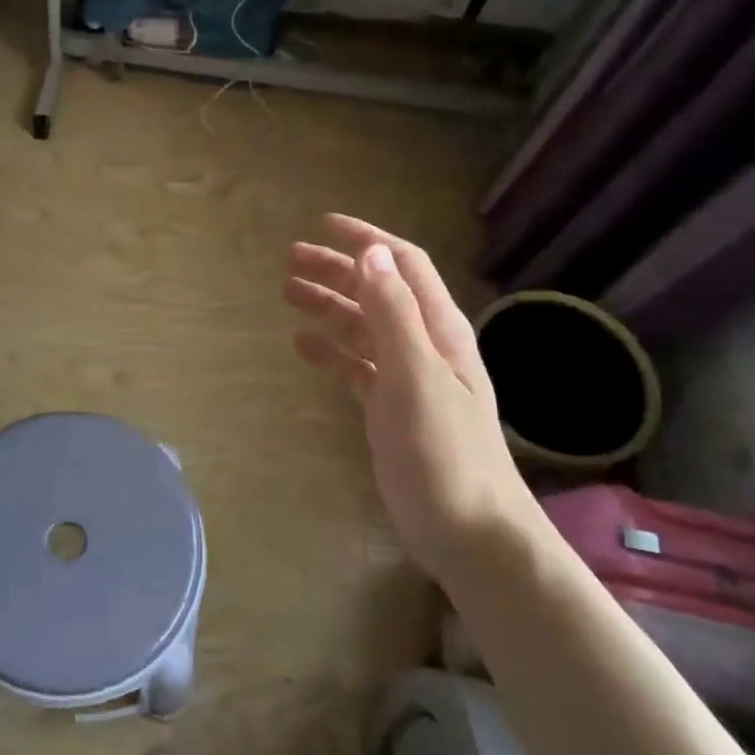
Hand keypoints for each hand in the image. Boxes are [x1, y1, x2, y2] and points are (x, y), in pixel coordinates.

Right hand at [285, 215, 535, 576]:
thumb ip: (393, 314)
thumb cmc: (443, 451)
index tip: (323, 224)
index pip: (403, 265)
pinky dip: (330, 351)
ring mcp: (407, 378)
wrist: (467, 529)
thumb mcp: (416, 376)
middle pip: (377, 292)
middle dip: (337, 271)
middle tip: (289, 260)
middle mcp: (424, 345)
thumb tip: (372, 253)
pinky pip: (356, 366)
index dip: (366, 240)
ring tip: (287, 294)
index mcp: (438, 329)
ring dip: (328, 307)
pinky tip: (303, 347)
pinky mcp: (390, 408)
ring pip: (362, 328)